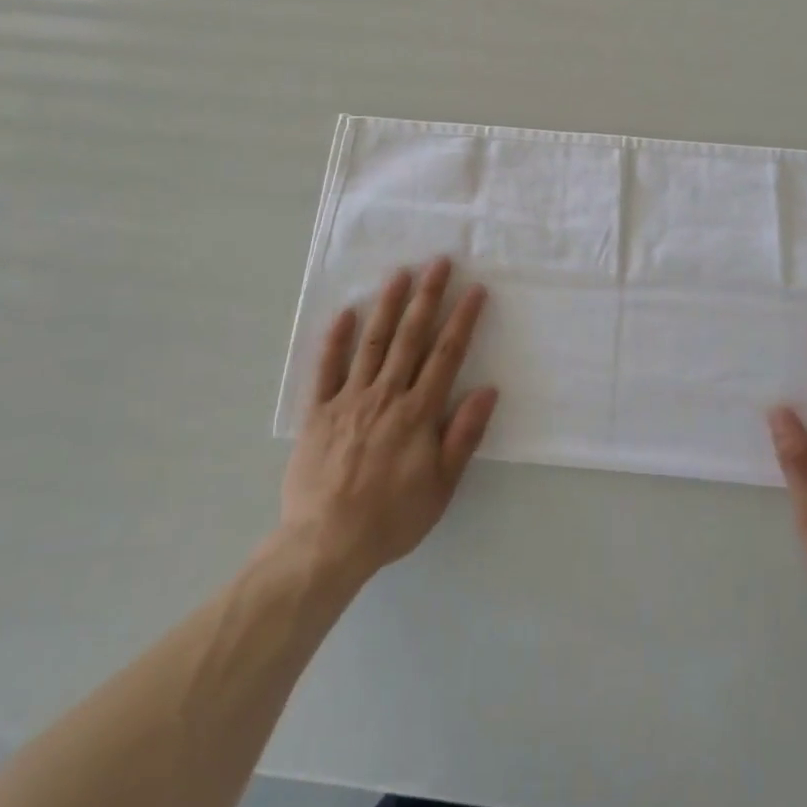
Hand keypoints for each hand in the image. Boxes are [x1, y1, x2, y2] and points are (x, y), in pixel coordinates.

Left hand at [280, 259, 498, 588]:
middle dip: (427, 297)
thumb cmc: (391, 518)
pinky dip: (336, 339)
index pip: (446, 355)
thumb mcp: (441, 487)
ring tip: (400, 273)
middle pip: (411, 337)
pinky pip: (327, 368)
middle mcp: (386, 395)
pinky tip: (345, 312)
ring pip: (372, 342)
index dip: (462, 320)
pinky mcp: (318, 411)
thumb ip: (464, 435)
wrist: (326, 544)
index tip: (474, 289)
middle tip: (438, 262)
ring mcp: (349, 399)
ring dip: (388, 305)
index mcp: (418, 412)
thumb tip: (488, 390)